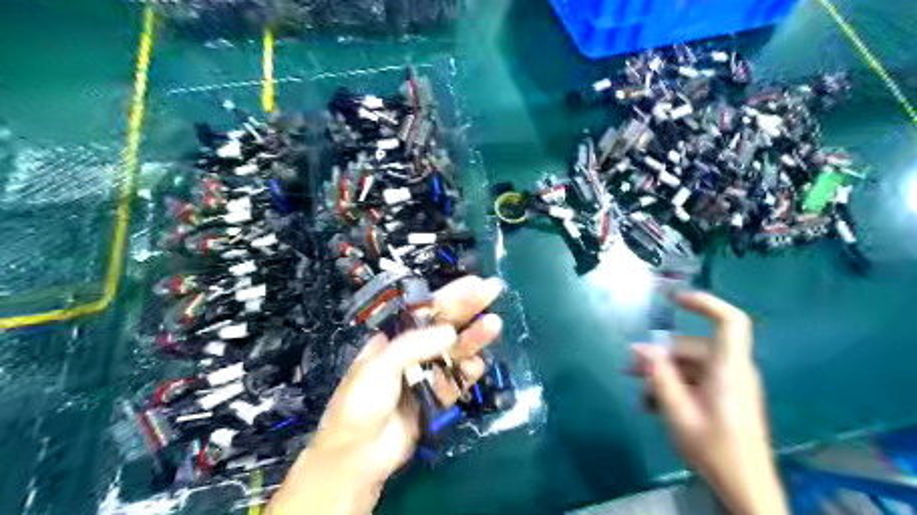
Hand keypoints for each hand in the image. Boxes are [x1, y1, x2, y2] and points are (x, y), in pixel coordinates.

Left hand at [270, 277, 504, 514]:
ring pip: (456, 351)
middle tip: (494, 289)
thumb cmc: (359, 404)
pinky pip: (457, 380)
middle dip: (469, 307)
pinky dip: (468, 373)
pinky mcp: (437, 398)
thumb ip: (413, 346)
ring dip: (474, 338)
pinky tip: (478, 365)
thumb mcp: (379, 367)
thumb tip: (450, 332)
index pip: (427, 310)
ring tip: (493, 325)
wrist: (357, 457)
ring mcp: (427, 375)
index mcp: (395, 338)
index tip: (474, 283)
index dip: (450, 295)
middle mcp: (414, 352)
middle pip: (446, 325)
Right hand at [632, 291, 787, 514]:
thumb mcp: (678, 413)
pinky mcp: (724, 397)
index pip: (730, 322)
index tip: (674, 300)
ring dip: (662, 375)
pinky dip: (673, 386)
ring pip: (689, 365)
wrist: (745, 489)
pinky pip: (694, 380)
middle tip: (630, 369)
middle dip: (659, 355)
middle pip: (693, 347)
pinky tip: (653, 404)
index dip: (705, 304)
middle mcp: (731, 370)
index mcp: (728, 369)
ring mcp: (728, 384)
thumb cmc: (714, 450)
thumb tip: (642, 349)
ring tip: (641, 395)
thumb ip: (659, 376)